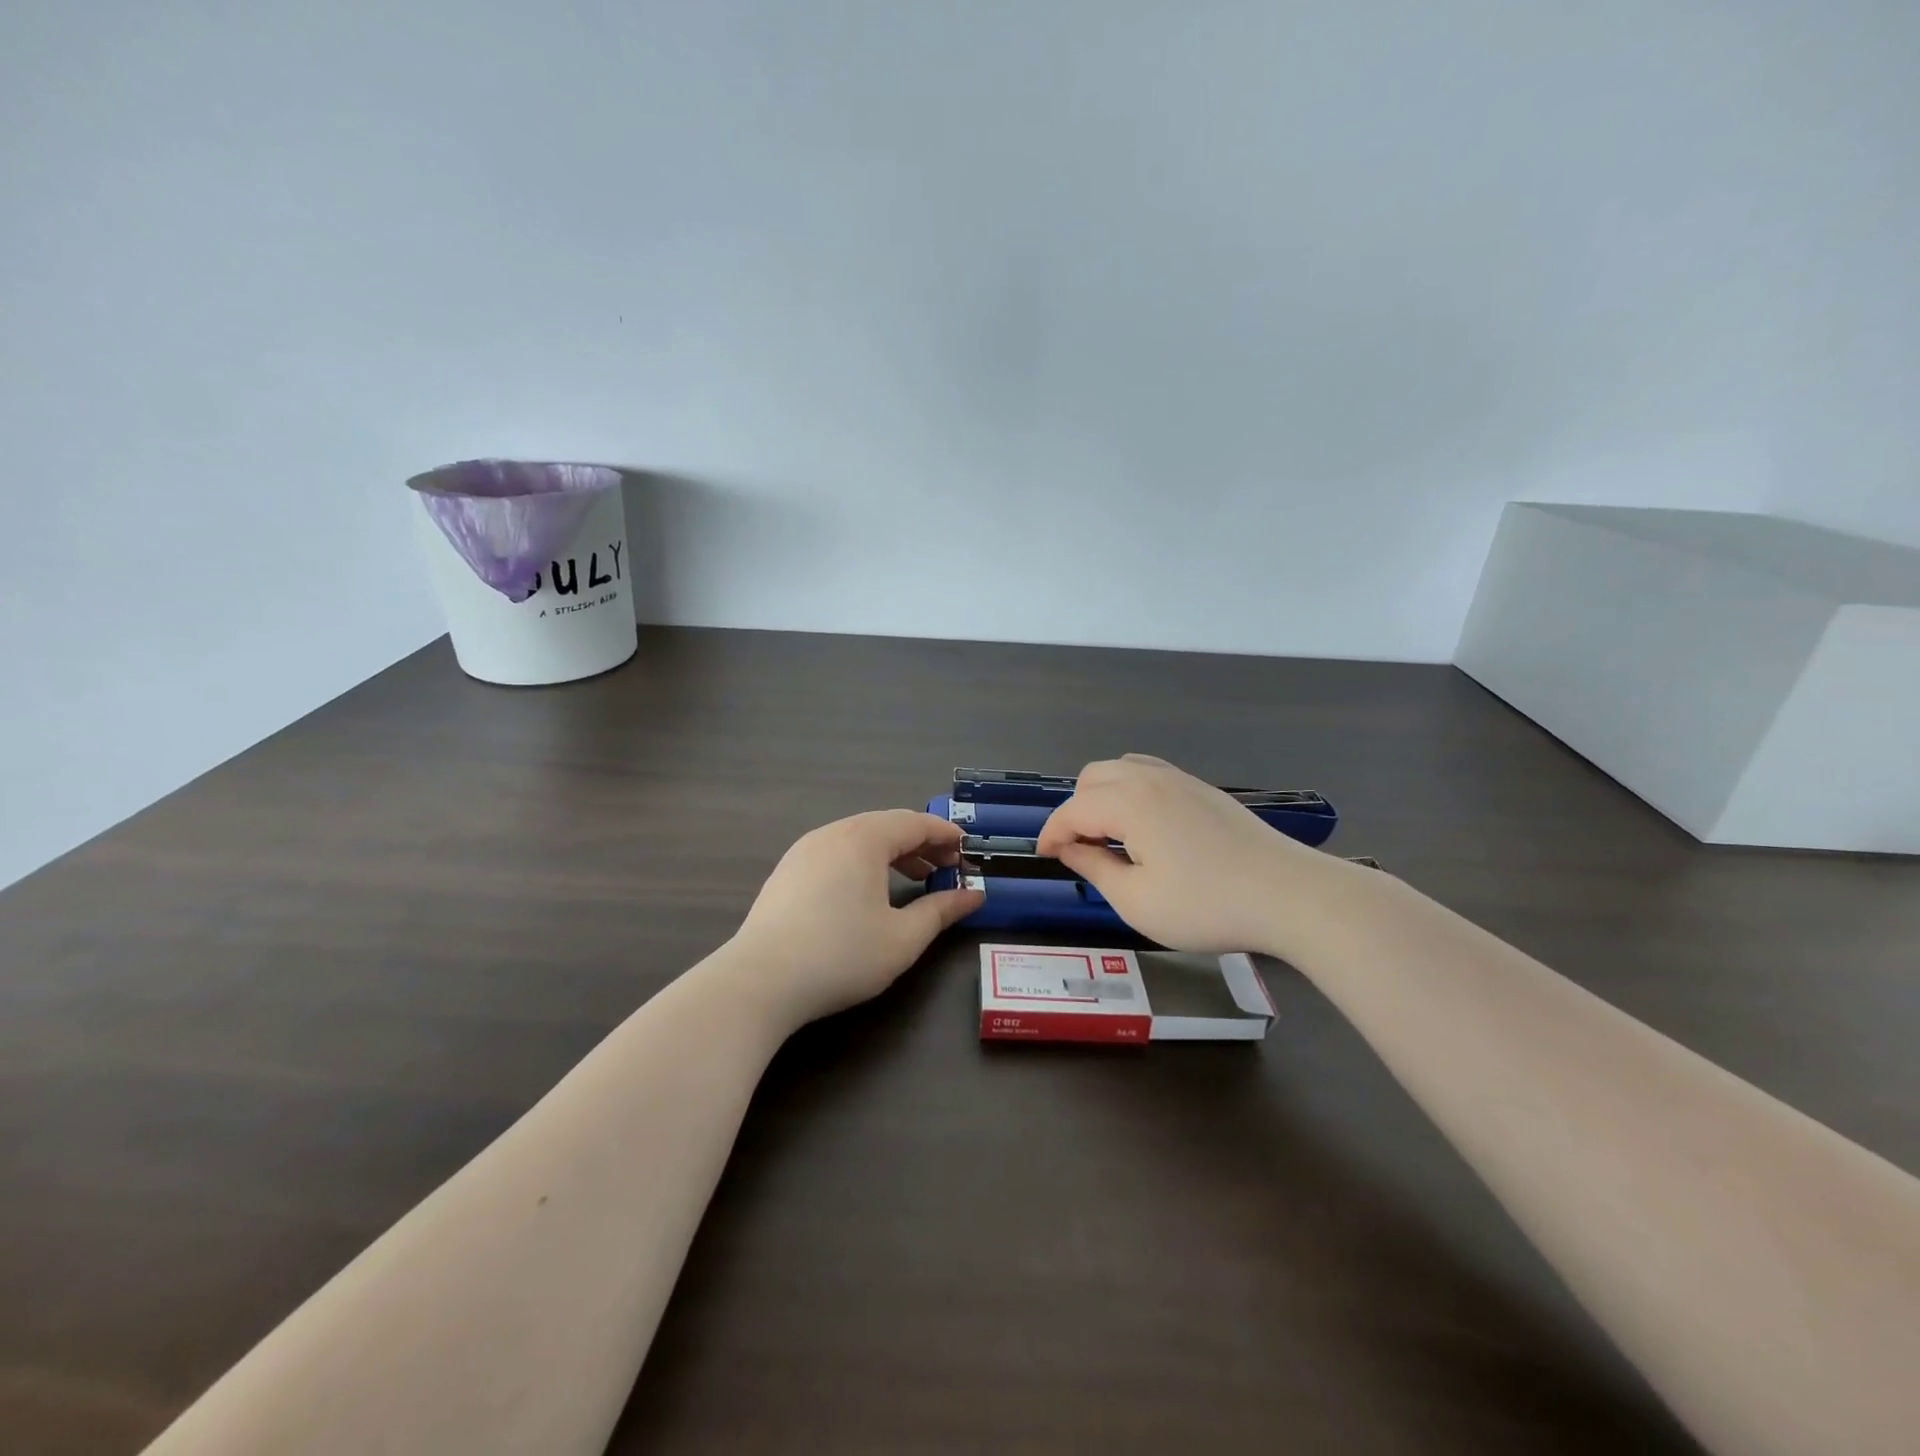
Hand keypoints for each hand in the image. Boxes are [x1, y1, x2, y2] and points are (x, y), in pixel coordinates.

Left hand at [727, 810, 984, 1027]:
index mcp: (863, 839)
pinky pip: (836, 852)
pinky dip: (864, 862)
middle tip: (948, 867)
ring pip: (859, 838)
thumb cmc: (841, 955)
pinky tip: (870, 892)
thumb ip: (942, 911)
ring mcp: (804, 850)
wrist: (759, 982)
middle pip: (887, 826)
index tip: (968, 851)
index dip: (946, 834)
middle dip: (921, 843)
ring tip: (917, 878)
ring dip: (893, 853)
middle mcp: (833, 833)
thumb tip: (974, 895)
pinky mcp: (787, 872)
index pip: (915, 823)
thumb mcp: (903, 938)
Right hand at [1036, 755, 1358, 958]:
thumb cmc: (1206, 905)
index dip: (1051, 834)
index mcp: (1128, 802)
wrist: (1289, 895)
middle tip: (1080, 852)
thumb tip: (1070, 849)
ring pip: (1122, 770)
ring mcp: (1182, 779)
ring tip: (1109, 838)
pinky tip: (1145, 828)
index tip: (1044, 858)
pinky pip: (1150, 775)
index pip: (1072, 810)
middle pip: (1092, 778)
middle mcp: (1150, 778)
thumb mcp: (1137, 901)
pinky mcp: (1204, 790)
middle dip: (1075, 810)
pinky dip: (1131, 792)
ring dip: (1102, 796)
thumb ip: (1095, 869)